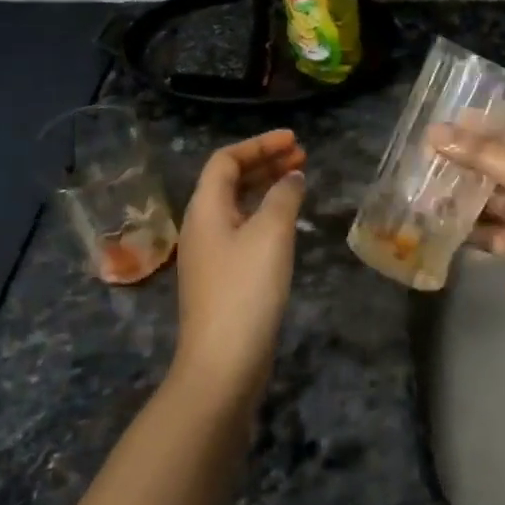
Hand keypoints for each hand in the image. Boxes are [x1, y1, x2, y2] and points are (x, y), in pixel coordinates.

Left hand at [171, 129, 306, 404]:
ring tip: (299, 182)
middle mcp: (202, 225)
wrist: (222, 364)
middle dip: (265, 163)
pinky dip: (265, 215)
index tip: (294, 139)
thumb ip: (284, 196)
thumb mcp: (271, 234)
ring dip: (266, 188)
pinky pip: (243, 230)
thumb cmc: (245, 289)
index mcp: (205, 208)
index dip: (259, 144)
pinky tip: (287, 224)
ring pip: (238, 206)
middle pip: (230, 180)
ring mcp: (210, 255)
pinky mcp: (222, 279)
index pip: (226, 159)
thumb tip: (292, 178)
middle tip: (302, 157)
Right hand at [429, 122, 504, 334]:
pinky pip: (482, 231)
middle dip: (457, 158)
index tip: (437, 119)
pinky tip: (432, 225)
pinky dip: (461, 228)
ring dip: (454, 193)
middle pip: (489, 162)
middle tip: (415, 154)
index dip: (476, 122)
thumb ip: (482, 154)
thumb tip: (435, 131)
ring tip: (415, 187)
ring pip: (482, 197)